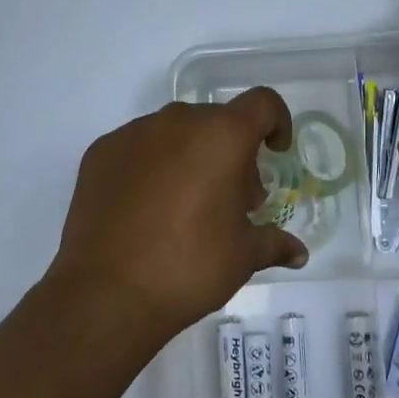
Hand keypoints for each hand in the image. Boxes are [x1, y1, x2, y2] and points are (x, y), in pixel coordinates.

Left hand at [46, 91, 308, 345]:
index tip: (274, 153)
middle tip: (231, 199)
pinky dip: (151, 165)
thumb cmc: (189, 268)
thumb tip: (298, 253)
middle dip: (231, 152)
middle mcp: (178, 122)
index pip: (262, 103)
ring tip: (185, 205)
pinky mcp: (101, 151)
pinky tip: (146, 209)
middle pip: (217, 121)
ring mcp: (134, 133)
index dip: (276, 122)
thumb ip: (273, 243)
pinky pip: (139, 147)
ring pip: (176, 132)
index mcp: (222, 136)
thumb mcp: (242, 257)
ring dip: (190, 156)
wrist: (106, 294)